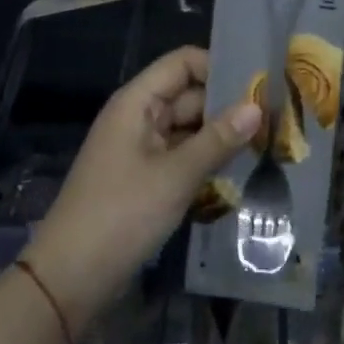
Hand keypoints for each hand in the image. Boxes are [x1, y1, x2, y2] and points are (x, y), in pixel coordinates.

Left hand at [26, 47, 259, 333]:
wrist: (69, 280)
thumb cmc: (121, 214)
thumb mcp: (175, 175)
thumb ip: (217, 139)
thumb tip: (257, 106)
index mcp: (138, 101)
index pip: (183, 63)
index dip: (218, 67)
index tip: (258, 85)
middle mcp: (139, 117)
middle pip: (189, 96)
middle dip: (227, 107)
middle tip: (274, 120)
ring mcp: (140, 149)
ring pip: (188, 129)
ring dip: (220, 138)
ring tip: (266, 145)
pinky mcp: (144, 180)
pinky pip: (181, 157)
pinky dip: (205, 162)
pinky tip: (239, 175)